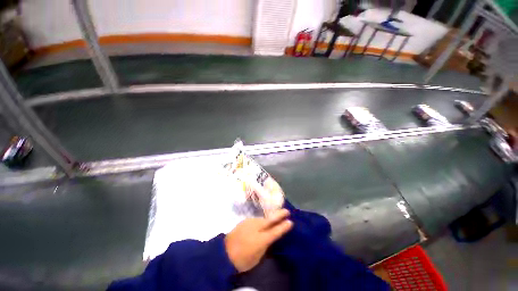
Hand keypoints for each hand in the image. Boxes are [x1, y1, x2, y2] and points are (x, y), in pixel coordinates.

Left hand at [224, 209, 292, 271]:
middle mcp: (255, 228)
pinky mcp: (245, 220)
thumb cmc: (242, 260)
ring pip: (263, 219)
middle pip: (269, 220)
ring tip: (275, 217)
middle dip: (279, 215)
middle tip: (287, 211)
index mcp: (260, 239)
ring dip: (269, 218)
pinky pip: (256, 220)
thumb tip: (270, 237)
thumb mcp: (257, 257)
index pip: (275, 232)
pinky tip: (262, 223)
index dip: (283, 227)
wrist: (224, 252)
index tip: (290, 222)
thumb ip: (265, 245)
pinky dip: (261, 221)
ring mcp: (249, 222)